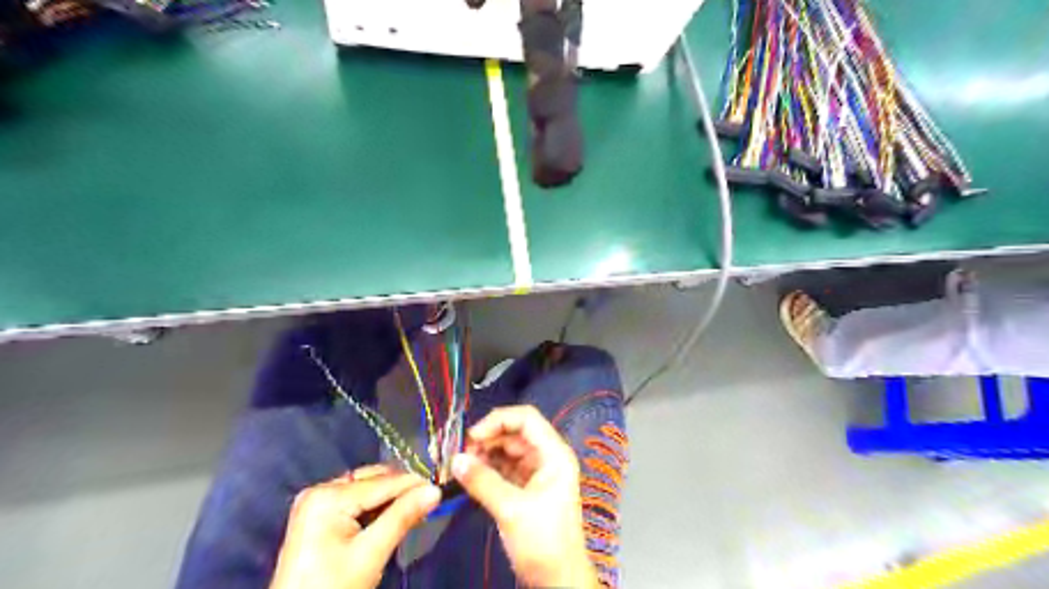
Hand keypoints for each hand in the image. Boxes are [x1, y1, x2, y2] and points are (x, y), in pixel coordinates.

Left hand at [266, 466, 437, 588]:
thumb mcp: (370, 554)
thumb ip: (402, 517)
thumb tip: (434, 491)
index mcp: (327, 496)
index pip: (382, 483)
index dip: (414, 484)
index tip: (441, 488)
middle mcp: (319, 490)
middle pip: (373, 480)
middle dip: (401, 490)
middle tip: (429, 500)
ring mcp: (315, 502)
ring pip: (366, 489)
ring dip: (390, 498)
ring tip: (415, 508)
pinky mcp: (317, 516)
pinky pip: (354, 501)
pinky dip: (374, 507)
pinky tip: (391, 516)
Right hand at [451, 408, 597, 585]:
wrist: (558, 582)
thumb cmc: (543, 542)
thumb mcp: (511, 510)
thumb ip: (483, 481)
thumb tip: (454, 460)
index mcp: (554, 454)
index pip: (527, 419)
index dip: (498, 420)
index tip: (472, 436)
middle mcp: (547, 457)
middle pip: (515, 433)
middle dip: (488, 439)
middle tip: (461, 454)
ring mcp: (536, 473)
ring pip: (507, 451)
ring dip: (485, 454)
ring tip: (462, 466)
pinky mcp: (526, 488)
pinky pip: (504, 469)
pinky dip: (487, 469)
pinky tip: (470, 475)